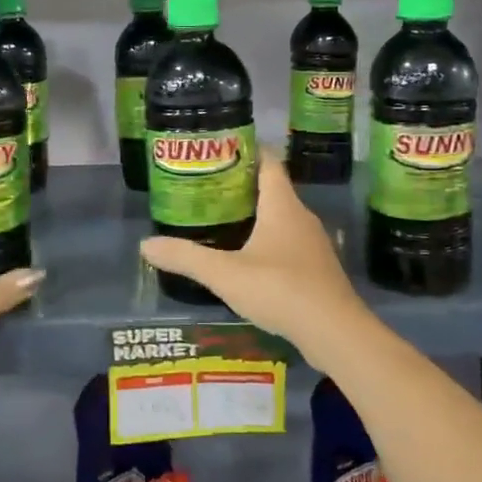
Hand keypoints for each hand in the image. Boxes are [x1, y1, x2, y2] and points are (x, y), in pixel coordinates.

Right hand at [139, 157, 371, 364]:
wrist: (335, 332)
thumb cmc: (280, 289)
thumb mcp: (225, 274)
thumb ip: (185, 258)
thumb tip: (145, 245)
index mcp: (282, 205)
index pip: (267, 161)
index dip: (245, 150)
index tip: (218, 149)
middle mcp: (301, 216)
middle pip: (272, 188)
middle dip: (241, 185)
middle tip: (207, 188)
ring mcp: (313, 243)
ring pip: (281, 217)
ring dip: (255, 215)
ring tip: (221, 220)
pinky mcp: (317, 268)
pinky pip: (288, 242)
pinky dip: (267, 240)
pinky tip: (247, 258)